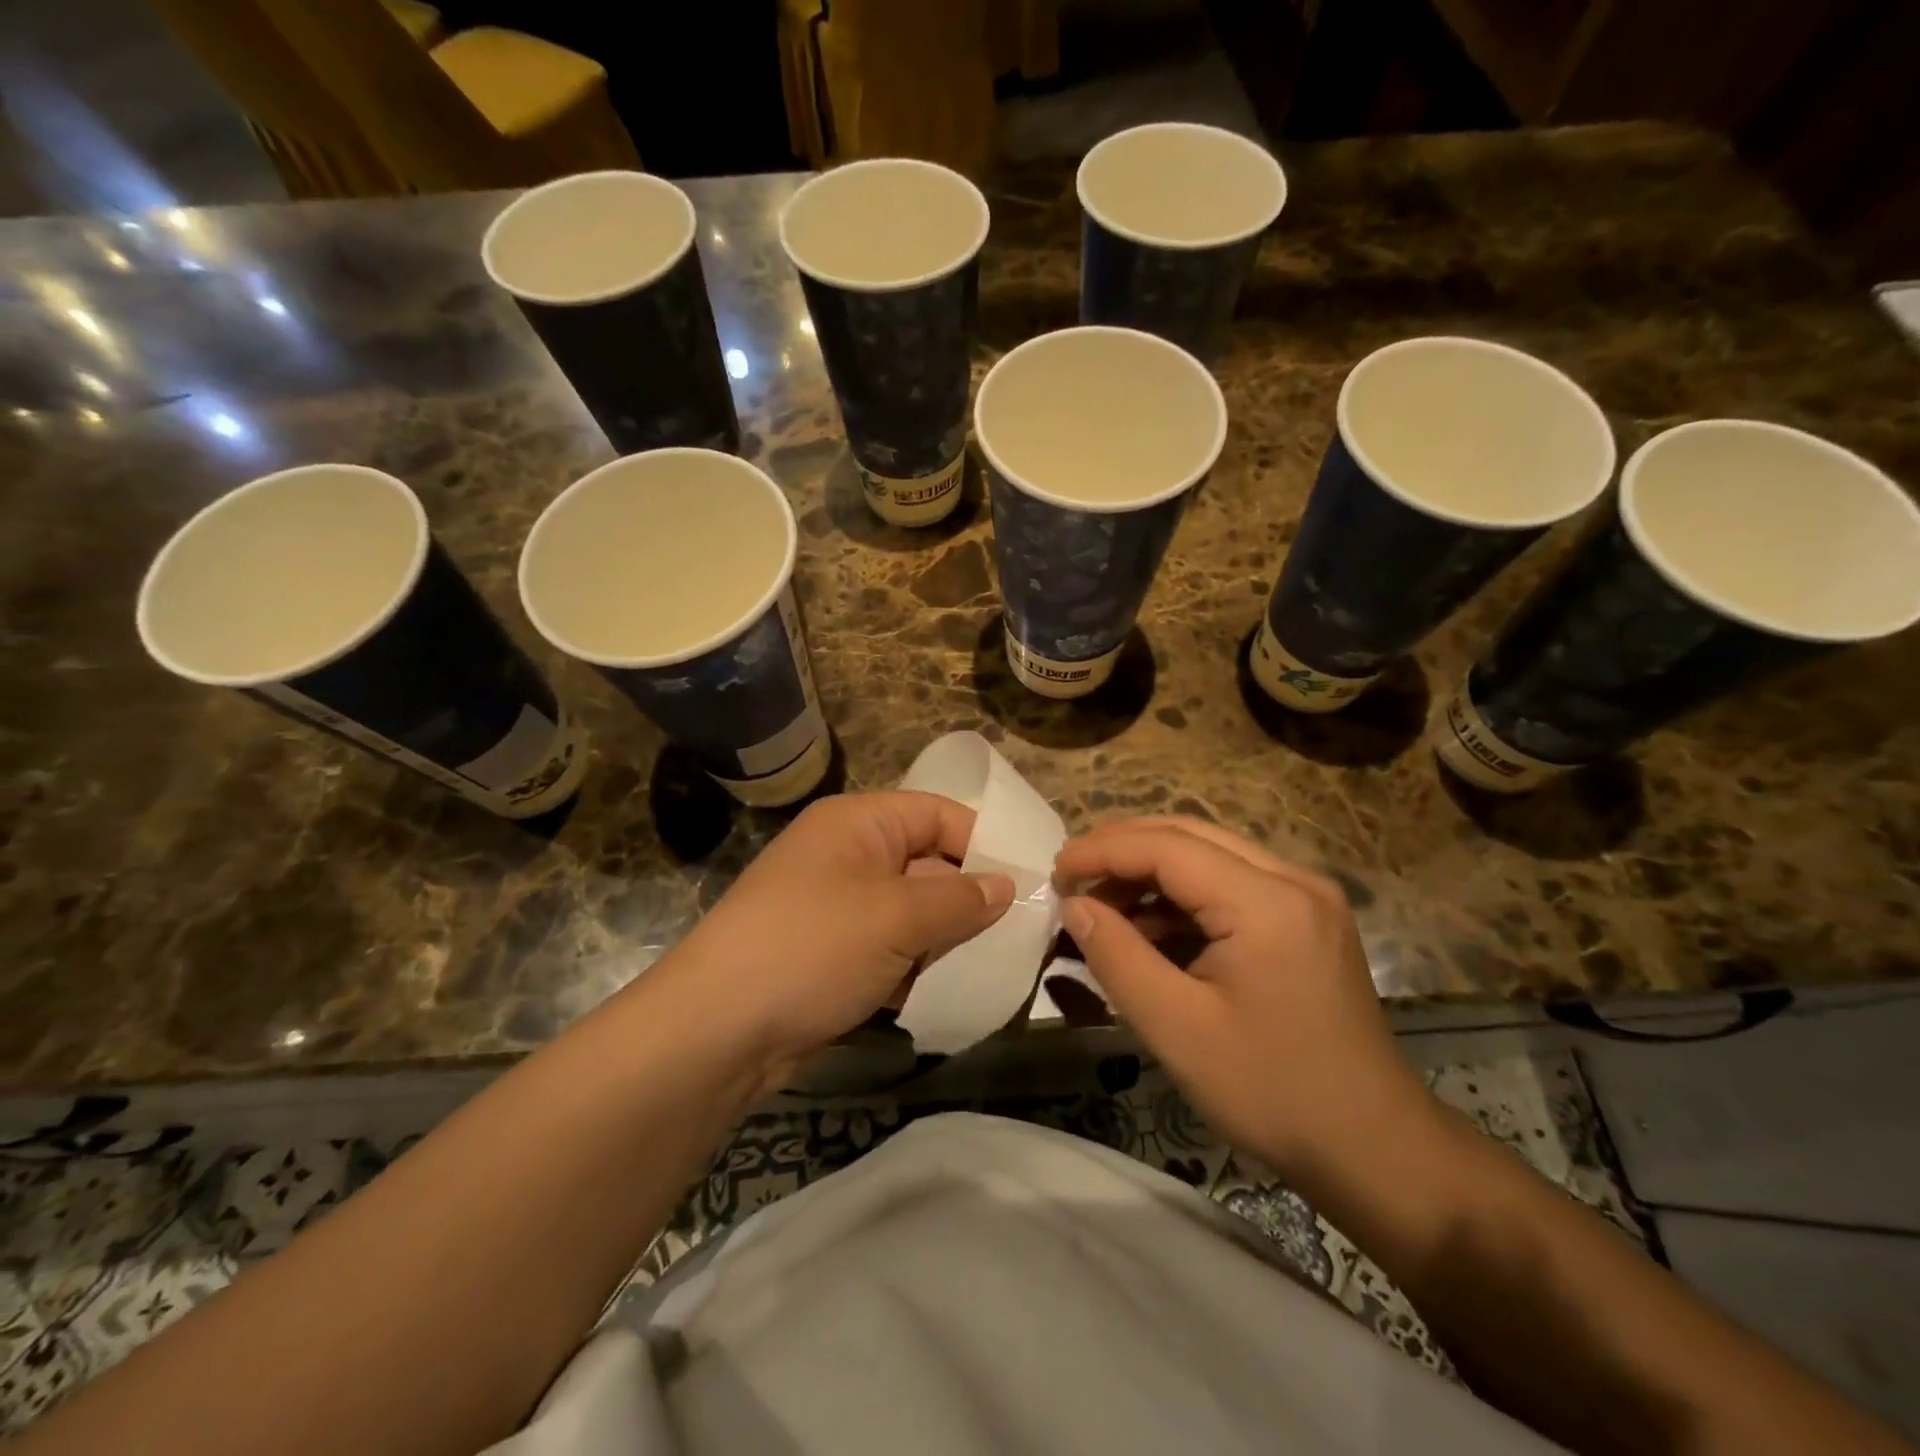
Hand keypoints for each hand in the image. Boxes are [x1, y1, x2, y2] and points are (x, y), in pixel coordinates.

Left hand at [665, 792, 1013, 1084]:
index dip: (985, 843)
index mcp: (858, 823)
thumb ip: (961, 899)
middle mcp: (847, 856)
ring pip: (912, 913)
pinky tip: (948, 994)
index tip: (1030, 883)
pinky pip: (889, 950)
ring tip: (996, 967)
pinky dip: (917, 968)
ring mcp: (836, 908)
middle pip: (928, 864)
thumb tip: (1007, 887)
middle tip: (1022, 934)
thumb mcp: (897, 917)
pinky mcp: (830, 955)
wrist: (716, 1031)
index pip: (939, 814)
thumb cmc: (813, 948)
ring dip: (947, 940)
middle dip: (971, 900)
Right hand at [1053, 817, 1427, 1180]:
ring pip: (1210, 856)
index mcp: (1267, 901)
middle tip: (1072, 879)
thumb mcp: (1177, 1028)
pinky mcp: (1307, 919)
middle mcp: (1293, 880)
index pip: (1168, 846)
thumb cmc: (1272, 1092)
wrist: (1374, 1148)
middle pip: (1190, 836)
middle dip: (1123, 850)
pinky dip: (1183, 898)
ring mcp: (1306, 897)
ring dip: (1151, 873)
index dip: (1103, 850)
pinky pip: (1231, 885)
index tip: (1055, 872)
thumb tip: (1075, 906)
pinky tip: (1149, 930)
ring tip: (1102, 908)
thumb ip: (1117, 956)